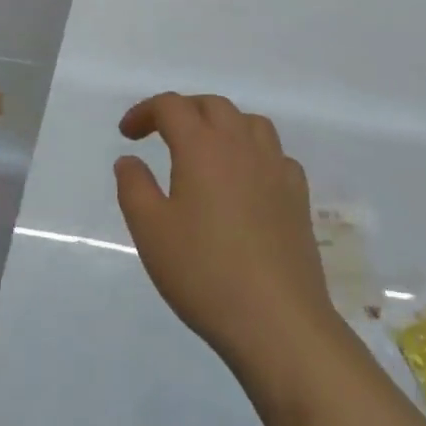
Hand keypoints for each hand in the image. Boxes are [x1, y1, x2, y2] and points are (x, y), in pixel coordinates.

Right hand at [114, 93, 339, 377]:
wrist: (278, 321)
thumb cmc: (205, 273)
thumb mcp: (151, 232)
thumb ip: (134, 187)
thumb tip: (129, 159)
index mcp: (202, 146)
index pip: (171, 106)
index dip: (145, 112)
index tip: (127, 134)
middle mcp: (241, 144)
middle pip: (212, 105)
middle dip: (183, 111)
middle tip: (162, 134)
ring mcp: (275, 167)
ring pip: (249, 122)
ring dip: (222, 124)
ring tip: (206, 149)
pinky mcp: (297, 194)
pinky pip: (274, 154)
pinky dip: (254, 153)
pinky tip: (247, 179)